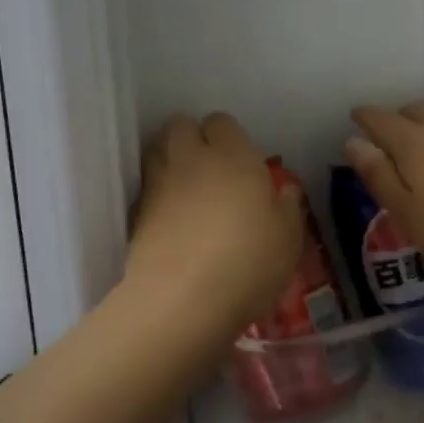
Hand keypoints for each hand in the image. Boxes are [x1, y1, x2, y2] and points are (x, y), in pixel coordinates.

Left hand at [127, 113, 304, 328]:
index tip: (241, 161)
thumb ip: (288, 206)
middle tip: (209, 166)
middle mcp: (191, 158)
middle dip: (191, 137)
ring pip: (156, 149)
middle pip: (180, 125)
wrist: (182, 301)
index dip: (229, 137)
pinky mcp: (135, 212)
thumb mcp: (288, 238)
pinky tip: (169, 218)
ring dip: (169, 158)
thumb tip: (285, 189)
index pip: (221, 121)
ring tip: (186, 187)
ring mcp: (158, 183)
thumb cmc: (248, 262)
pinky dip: (155, 193)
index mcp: (232, 155)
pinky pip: (146, 187)